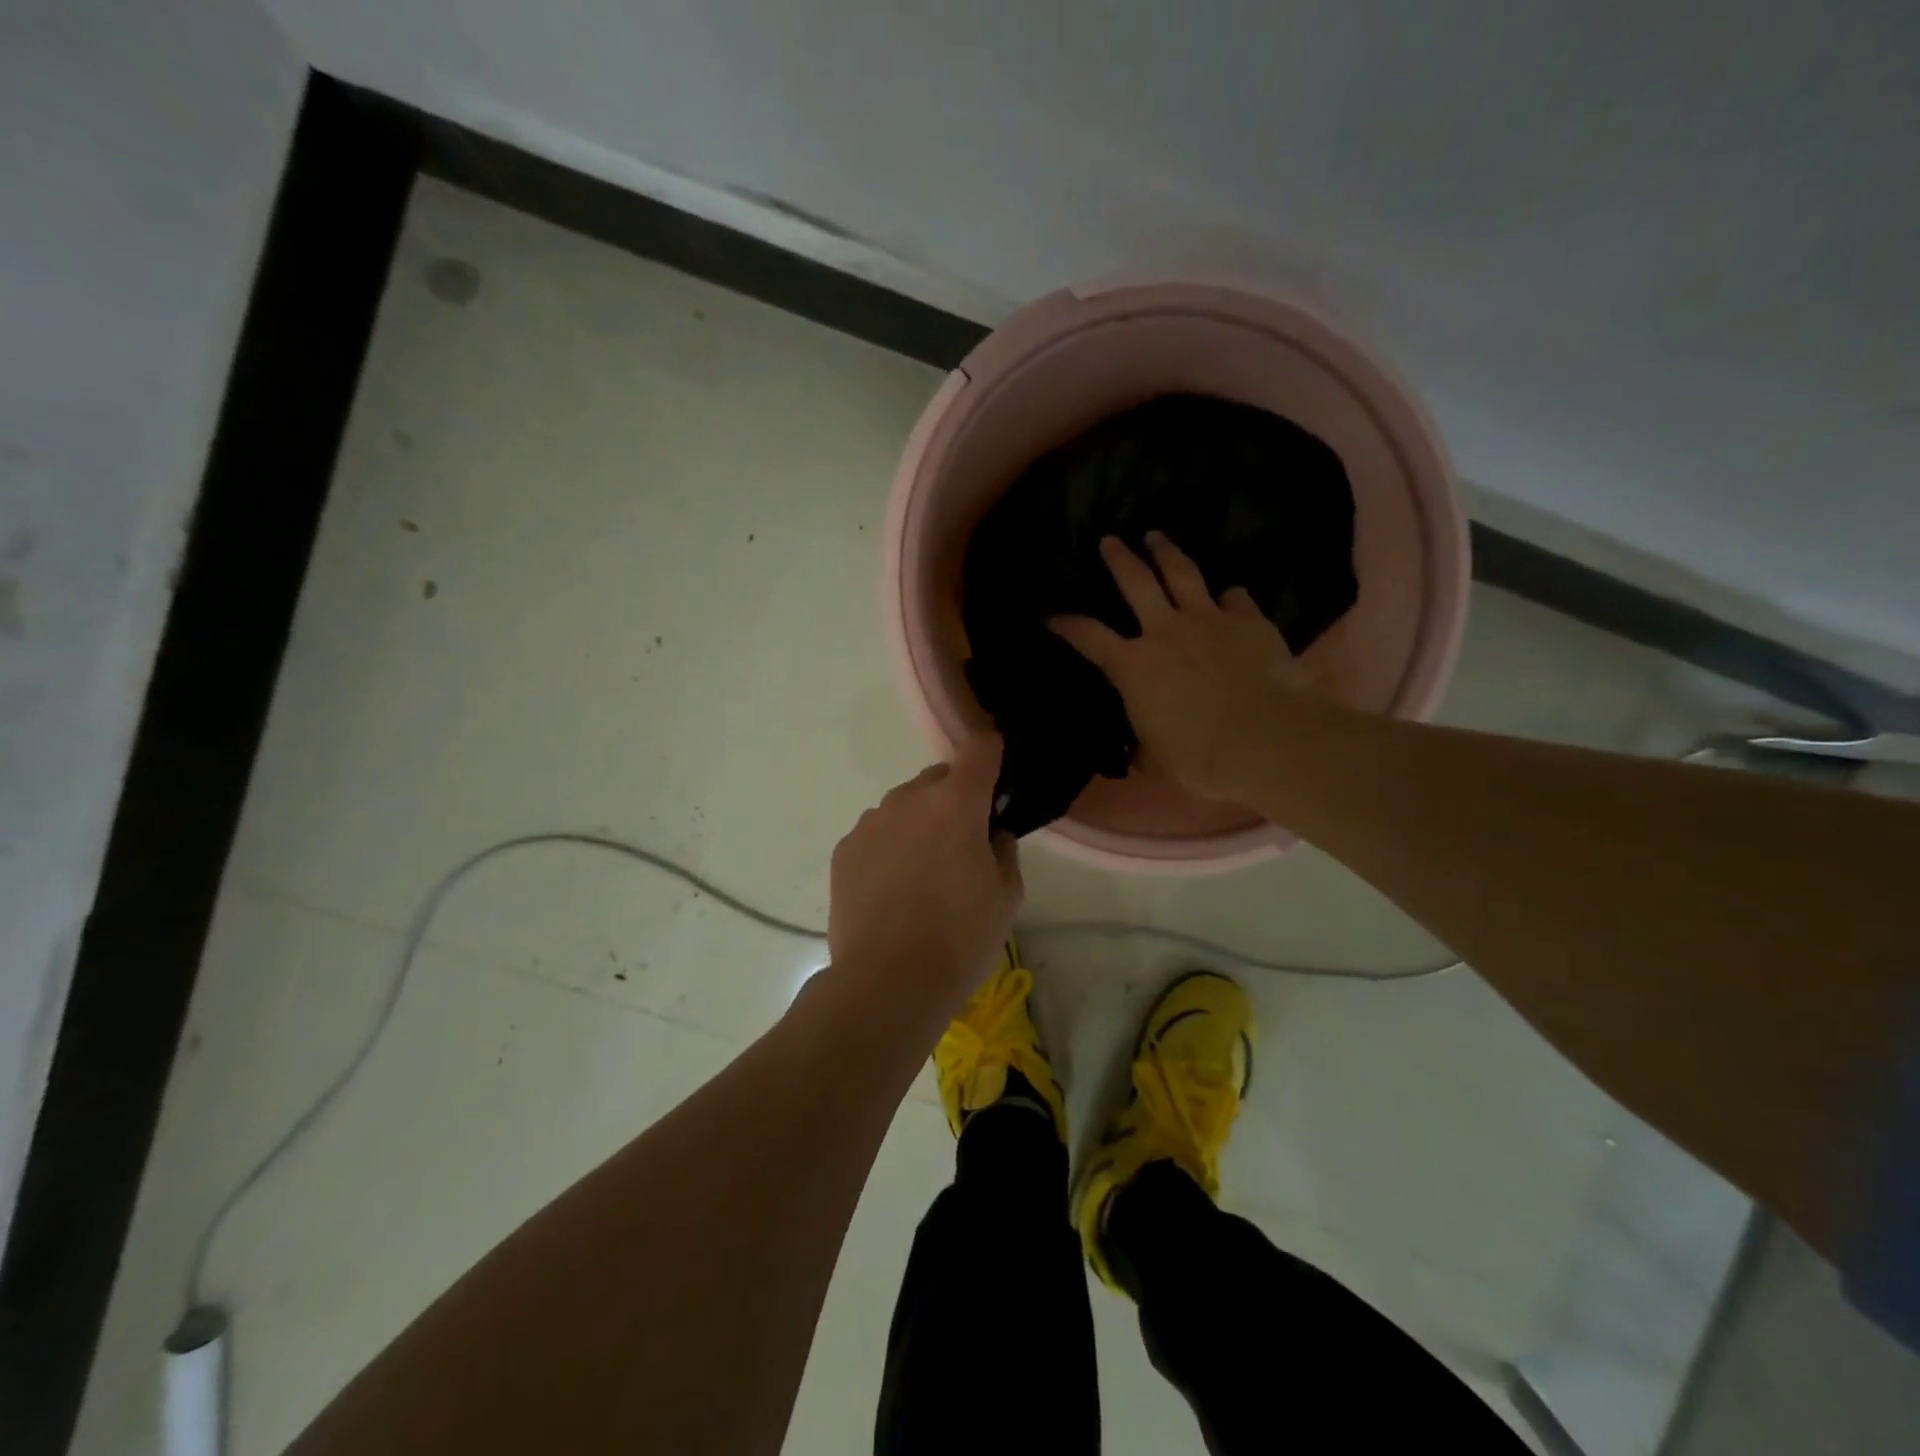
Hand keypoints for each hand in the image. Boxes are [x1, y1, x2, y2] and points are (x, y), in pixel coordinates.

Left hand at [826, 736, 1022, 1020]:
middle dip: (955, 799)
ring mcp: (870, 822)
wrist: (887, 982)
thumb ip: (1002, 847)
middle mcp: (909, 799)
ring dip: (919, 823)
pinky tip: (892, 889)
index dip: (992, 753)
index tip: (997, 773)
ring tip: (922, 875)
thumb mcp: (1006, 894)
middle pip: (939, 779)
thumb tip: (990, 831)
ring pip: (905, 806)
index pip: (979, 749)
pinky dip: (889, 847)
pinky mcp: (844, 849)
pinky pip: (877, 833)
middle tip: (963, 845)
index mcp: (956, 802)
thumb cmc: (960, 938)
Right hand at [1050, 532, 1315, 803]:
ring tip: (1157, 537)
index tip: (1053, 617)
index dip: (1068, 626)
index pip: (1090, 638)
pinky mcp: (1250, 622)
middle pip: (1137, 582)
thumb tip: (1140, 755)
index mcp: (1134, 666)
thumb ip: (1146, 748)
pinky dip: (1229, 596)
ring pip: (1183, 574)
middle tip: (1110, 540)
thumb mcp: (1159, 759)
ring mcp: (1210, 620)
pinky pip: (1236, 598)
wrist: (1269, 741)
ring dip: (1167, 553)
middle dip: (1119, 559)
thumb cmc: (1202, 756)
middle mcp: (1166, 632)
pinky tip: (1229, 594)